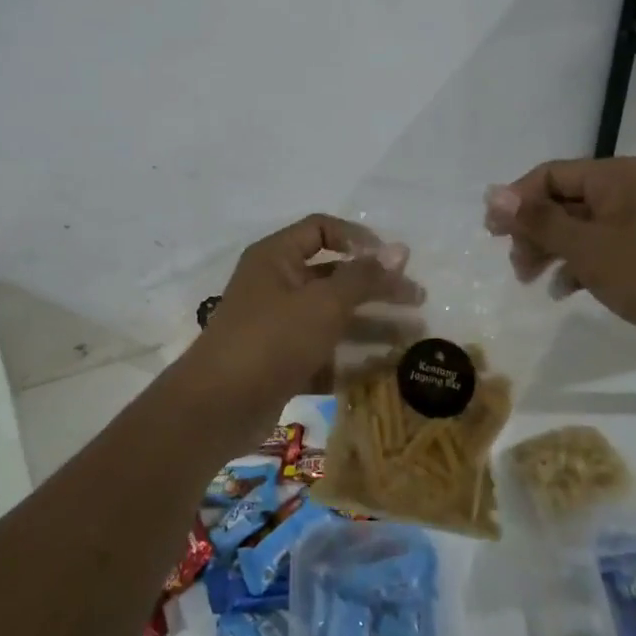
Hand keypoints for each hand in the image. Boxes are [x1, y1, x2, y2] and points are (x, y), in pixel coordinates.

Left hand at [174, 215, 423, 449]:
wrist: (217, 407)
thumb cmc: (271, 340)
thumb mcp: (323, 304)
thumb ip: (363, 277)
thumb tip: (400, 249)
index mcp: (276, 257)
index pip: (321, 228)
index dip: (358, 238)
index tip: (391, 259)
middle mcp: (276, 284)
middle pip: (334, 275)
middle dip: (377, 286)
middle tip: (418, 300)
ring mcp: (278, 326)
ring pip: (333, 316)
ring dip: (372, 323)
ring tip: (414, 334)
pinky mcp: (282, 362)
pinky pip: (324, 350)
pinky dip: (352, 356)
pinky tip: (387, 367)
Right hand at [484, 158, 635, 375]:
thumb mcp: (588, 248)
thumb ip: (538, 220)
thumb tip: (492, 193)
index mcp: (617, 176)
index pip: (551, 175)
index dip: (517, 200)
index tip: (491, 233)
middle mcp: (628, 191)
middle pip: (562, 200)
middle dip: (533, 230)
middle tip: (515, 264)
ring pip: (577, 227)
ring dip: (550, 250)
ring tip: (530, 280)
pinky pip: (598, 249)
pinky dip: (576, 265)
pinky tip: (562, 291)